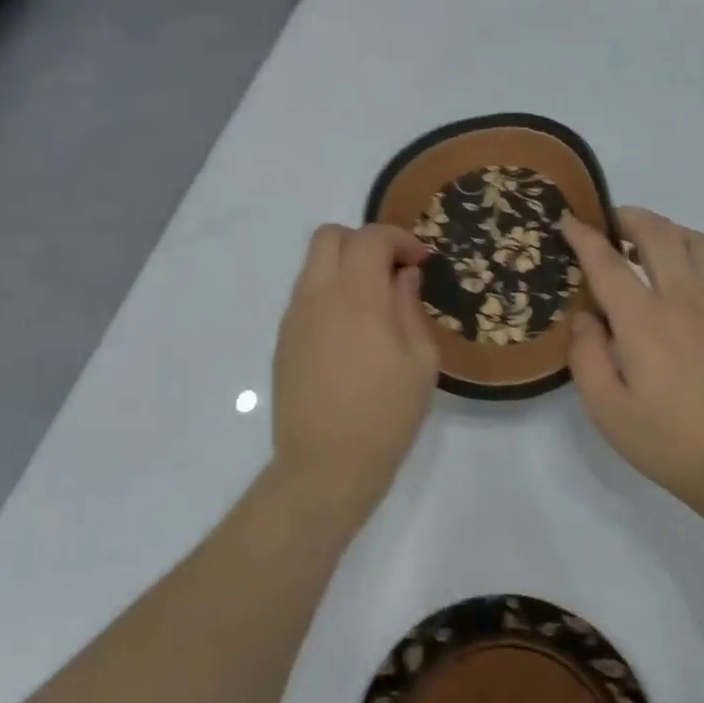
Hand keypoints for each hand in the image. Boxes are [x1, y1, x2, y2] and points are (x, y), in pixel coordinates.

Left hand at [272, 223, 439, 509]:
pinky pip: (305, 295)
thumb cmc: (386, 415)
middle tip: (392, 271)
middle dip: (364, 242)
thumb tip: (403, 277)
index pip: (370, 238)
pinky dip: (329, 293)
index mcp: (357, 299)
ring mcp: (294, 318)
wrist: (325, 465)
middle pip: (329, 236)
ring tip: (373, 302)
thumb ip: (410, 309)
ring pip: (312, 264)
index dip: (399, 239)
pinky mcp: (282, 341)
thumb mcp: (420, 362)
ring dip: (344, 266)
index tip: (420, 262)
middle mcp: (317, 297)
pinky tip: (351, 332)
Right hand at [562, 207, 703, 512]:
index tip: (567, 219)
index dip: (583, 236)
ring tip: (648, 245)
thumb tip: (583, 316)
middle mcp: (683, 299)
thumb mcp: (608, 411)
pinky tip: (692, 274)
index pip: (607, 262)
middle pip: (658, 233)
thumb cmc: (670, 441)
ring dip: (668, 230)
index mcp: (643, 321)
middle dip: (629, 217)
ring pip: (697, 240)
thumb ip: (586, 357)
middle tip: (608, 225)